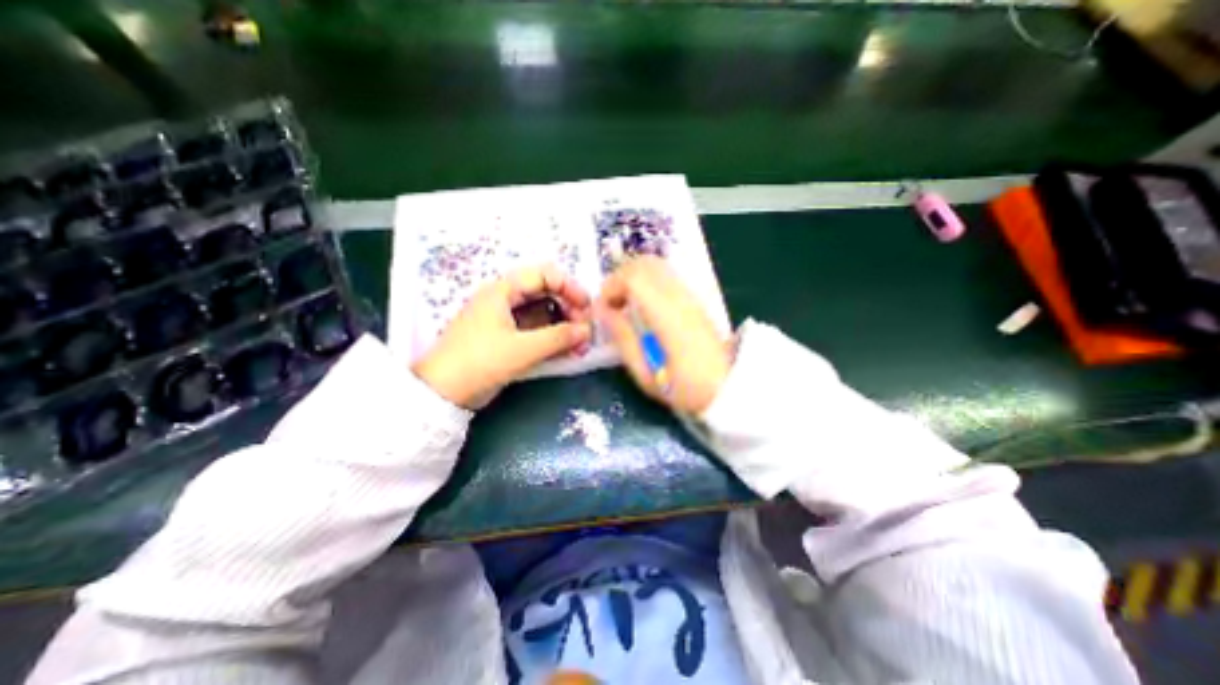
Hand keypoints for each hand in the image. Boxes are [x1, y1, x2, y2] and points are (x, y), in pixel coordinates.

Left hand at [414, 265, 597, 409]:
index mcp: (503, 291)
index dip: (569, 287)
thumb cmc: (480, 362)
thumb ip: (559, 337)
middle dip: (569, 310)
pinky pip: (535, 332)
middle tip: (584, 332)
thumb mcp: (522, 349)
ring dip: (563, 327)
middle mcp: (505, 300)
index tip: (587, 307)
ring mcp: (505, 320)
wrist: (442, 393)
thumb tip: (587, 331)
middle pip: (546, 294)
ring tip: (580, 346)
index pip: (544, 275)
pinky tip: (566, 353)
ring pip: (542, 315)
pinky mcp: (506, 339)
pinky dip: (552, 340)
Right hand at [598, 255, 728, 410]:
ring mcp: (690, 295)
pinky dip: (645, 281)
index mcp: (667, 316)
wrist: (728, 388)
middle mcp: (679, 297)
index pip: (634, 277)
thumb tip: (603, 311)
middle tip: (611, 305)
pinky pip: (664, 275)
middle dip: (619, 278)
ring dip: (632, 278)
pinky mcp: (694, 298)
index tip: (603, 309)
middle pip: (644, 263)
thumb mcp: (645, 374)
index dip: (611, 286)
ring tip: (624, 305)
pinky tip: (642, 306)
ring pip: (655, 264)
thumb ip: (622, 338)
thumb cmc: (685, 388)